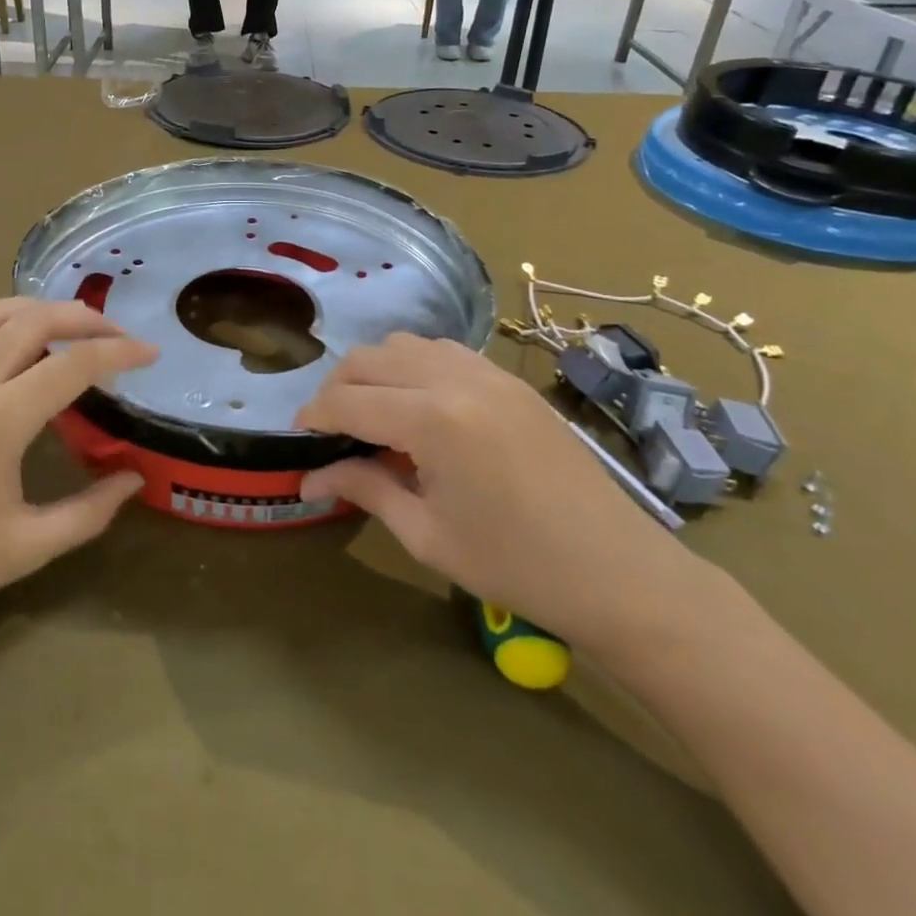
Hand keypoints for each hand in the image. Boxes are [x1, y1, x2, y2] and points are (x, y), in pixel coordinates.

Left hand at [0, 298, 156, 640]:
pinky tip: (26, 349)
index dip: (120, 352)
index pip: (72, 364)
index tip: (153, 353)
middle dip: (86, 318)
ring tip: (77, 330)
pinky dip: (9, 321)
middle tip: (122, 338)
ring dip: (43, 309)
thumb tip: (135, 479)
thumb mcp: (27, 548)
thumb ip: (90, 512)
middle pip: (34, 319)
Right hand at [294, 335, 710, 655]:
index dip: (312, 418)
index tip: (297, 441)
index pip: (347, 401)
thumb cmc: (516, 565)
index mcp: (433, 420)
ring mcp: (488, 372)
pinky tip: (419, 408)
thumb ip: (364, 489)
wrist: (618, 571)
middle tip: (331, 432)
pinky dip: (414, 367)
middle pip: (368, 359)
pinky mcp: (509, 379)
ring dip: (375, 372)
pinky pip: (443, 352)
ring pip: (405, 345)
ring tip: (373, 416)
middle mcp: (456, 379)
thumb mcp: (427, 534)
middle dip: (336, 389)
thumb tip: (309, 478)